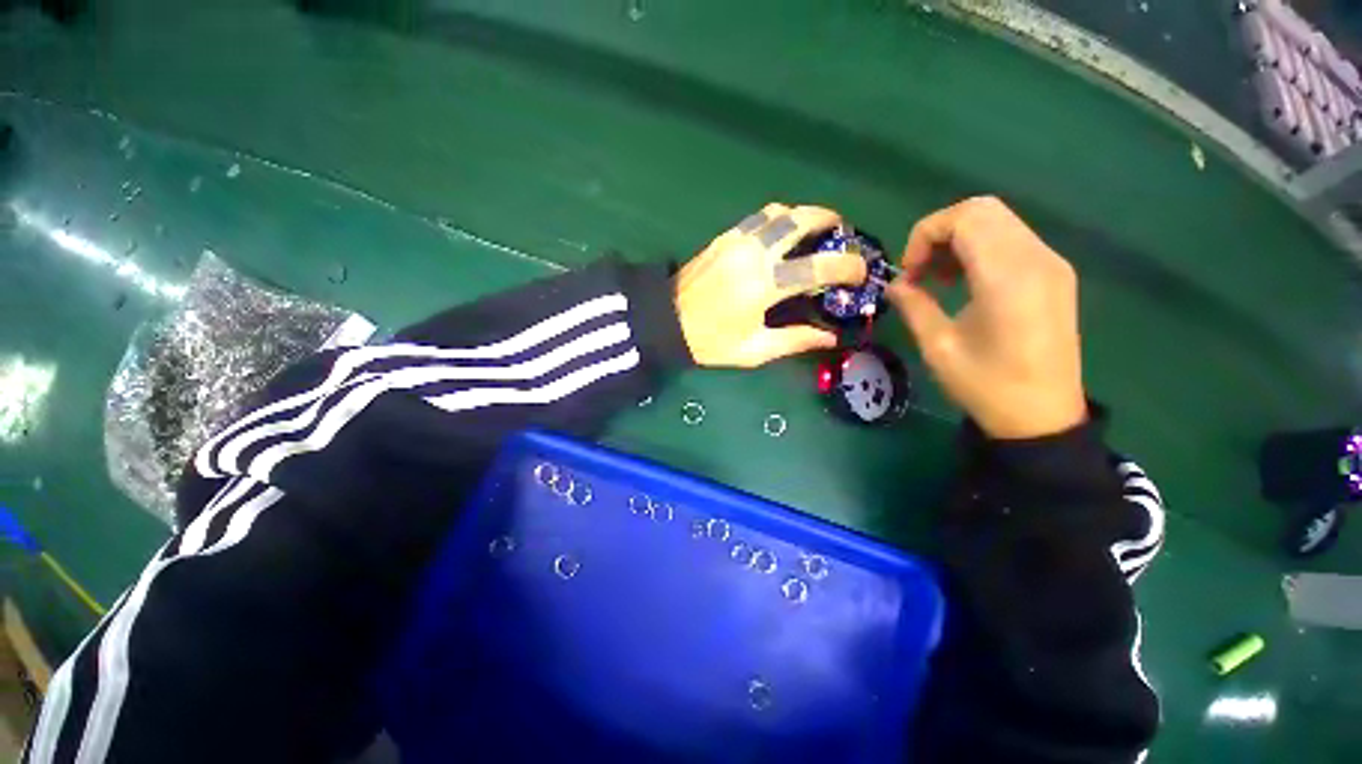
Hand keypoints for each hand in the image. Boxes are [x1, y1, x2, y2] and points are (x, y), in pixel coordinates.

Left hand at [675, 203, 867, 367]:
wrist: (666, 322)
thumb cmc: (711, 341)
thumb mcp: (754, 350)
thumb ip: (795, 340)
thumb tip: (830, 337)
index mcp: (764, 286)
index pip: (819, 267)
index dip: (847, 267)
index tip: (860, 272)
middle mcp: (755, 254)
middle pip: (801, 219)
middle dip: (830, 220)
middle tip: (841, 234)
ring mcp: (737, 240)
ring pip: (780, 211)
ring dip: (804, 215)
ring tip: (814, 232)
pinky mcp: (724, 236)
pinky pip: (759, 217)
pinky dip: (779, 219)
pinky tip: (782, 236)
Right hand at [885, 197, 1086, 439]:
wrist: (1043, 417)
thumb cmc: (986, 386)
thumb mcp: (938, 347)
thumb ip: (914, 305)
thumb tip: (895, 284)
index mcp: (1008, 277)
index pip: (965, 218)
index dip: (924, 236)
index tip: (908, 273)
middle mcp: (1036, 258)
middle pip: (983, 210)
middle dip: (939, 232)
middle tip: (919, 271)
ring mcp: (1051, 263)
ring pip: (998, 221)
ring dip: (959, 240)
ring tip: (937, 278)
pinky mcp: (1055, 274)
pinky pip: (1012, 239)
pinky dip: (980, 248)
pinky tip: (964, 281)